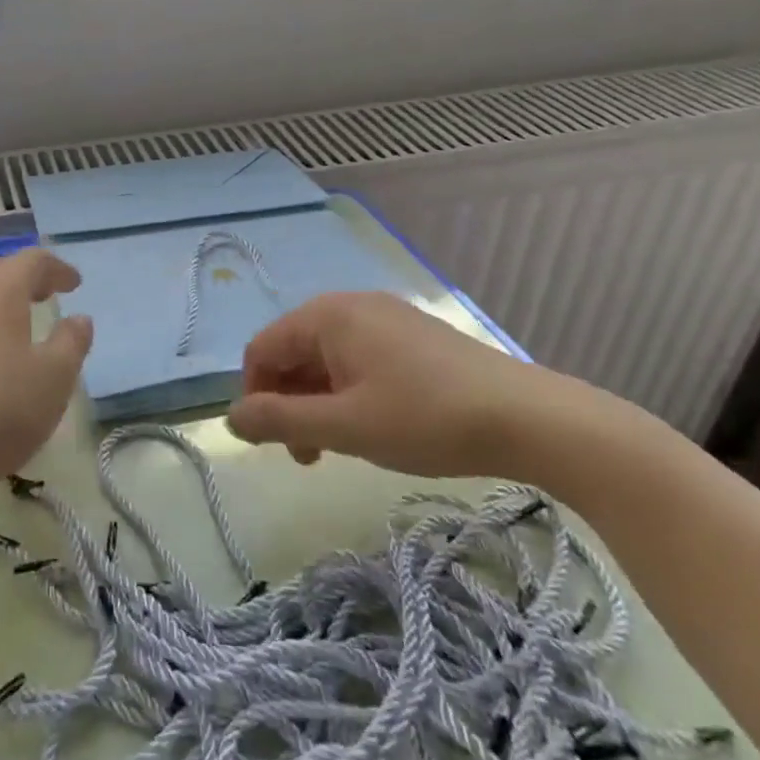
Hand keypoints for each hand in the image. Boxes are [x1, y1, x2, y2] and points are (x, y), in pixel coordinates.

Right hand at [227, 292, 555, 477]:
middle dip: (288, 402)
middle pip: (293, 351)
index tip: (273, 444)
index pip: (262, 350)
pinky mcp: (412, 335)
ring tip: (337, 446)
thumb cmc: (425, 419)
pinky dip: (348, 391)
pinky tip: (371, 424)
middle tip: (308, 455)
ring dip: (317, 401)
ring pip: (326, 358)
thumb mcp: (344, 426)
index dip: (255, 397)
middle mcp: (350, 305)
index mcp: (326, 315)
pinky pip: (358, 358)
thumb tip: (230, 418)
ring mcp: (385, 317)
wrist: (529, 418)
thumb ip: (279, 421)